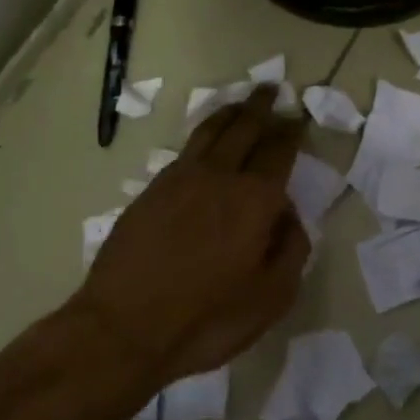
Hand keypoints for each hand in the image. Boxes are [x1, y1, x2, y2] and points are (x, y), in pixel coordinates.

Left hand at [76, 87, 308, 388]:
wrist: (122, 330)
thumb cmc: (206, 320)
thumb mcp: (271, 298)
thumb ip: (291, 249)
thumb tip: (288, 215)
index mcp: (256, 198)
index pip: (279, 150)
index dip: (290, 131)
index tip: (296, 118)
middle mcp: (221, 176)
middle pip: (245, 127)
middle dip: (261, 106)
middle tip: (270, 90)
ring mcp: (182, 178)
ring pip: (211, 130)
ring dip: (230, 112)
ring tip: (240, 102)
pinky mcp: (153, 189)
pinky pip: (187, 148)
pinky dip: (204, 133)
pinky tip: (206, 140)